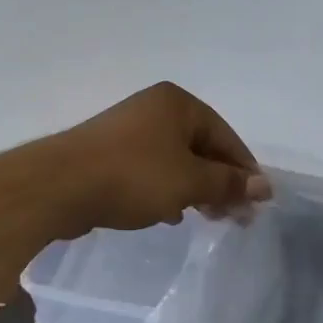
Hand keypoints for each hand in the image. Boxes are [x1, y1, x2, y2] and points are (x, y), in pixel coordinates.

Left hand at [51, 82, 268, 232]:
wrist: (58, 186)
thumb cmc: (134, 176)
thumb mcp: (190, 181)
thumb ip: (228, 184)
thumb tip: (264, 187)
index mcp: (178, 104)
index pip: (226, 137)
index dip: (245, 171)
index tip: (257, 204)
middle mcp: (155, 109)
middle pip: (202, 148)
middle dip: (220, 183)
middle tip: (234, 217)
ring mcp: (129, 130)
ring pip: (176, 162)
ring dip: (195, 190)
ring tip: (204, 218)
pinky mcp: (109, 154)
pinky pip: (151, 171)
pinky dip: (166, 191)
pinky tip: (168, 215)